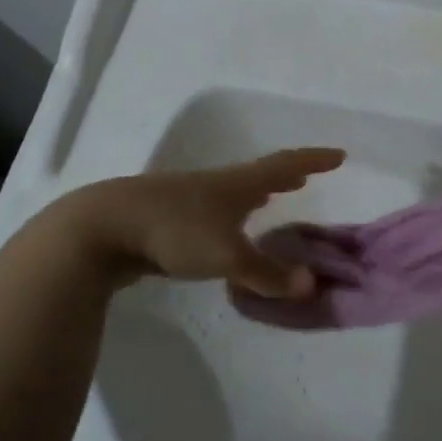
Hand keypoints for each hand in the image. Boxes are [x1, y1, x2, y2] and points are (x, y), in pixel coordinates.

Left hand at [54, 148, 343, 296]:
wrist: (102, 228)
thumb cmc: (174, 231)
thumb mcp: (227, 256)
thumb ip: (268, 273)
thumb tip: (311, 285)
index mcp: (236, 184)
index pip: (284, 166)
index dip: (313, 161)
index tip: (338, 155)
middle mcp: (216, 184)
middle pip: (259, 175)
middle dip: (285, 177)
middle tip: (307, 177)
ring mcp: (188, 198)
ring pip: (233, 192)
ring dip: (257, 194)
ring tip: (271, 199)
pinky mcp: (167, 217)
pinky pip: (212, 211)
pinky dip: (231, 214)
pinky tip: (224, 229)